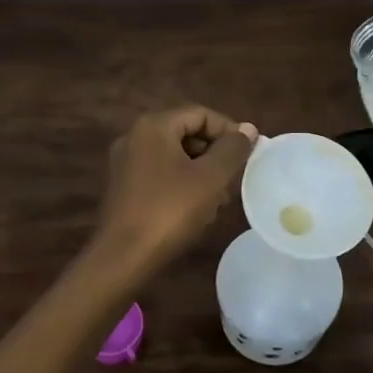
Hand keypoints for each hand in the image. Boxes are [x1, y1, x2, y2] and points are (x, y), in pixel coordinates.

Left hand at [93, 106, 256, 277]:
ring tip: (219, 198)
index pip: (200, 113)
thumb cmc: (170, 211)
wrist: (123, 258)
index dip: (228, 130)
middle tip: (235, 177)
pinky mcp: (123, 188)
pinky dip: (182, 183)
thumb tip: (248, 128)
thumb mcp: (211, 178)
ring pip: (174, 155)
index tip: (248, 153)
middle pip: (185, 132)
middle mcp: (134, 137)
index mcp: (153, 126)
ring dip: (201, 170)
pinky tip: (196, 209)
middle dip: (215, 152)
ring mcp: (125, 163)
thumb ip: (232, 149)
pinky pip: (160, 173)